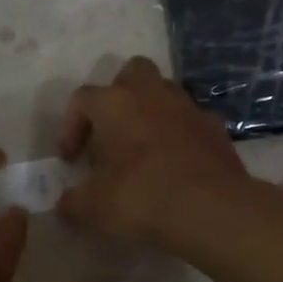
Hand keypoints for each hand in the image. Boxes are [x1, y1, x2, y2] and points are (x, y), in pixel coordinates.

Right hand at [55, 57, 252, 243]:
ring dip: (151, 112)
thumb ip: (72, 202)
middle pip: (131, 73)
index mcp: (115, 104)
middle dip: (119, 95)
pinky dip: (181, 134)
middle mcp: (151, 95)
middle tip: (112, 130)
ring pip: (165, 92)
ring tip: (144, 147)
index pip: (82, 99)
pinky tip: (177, 163)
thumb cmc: (141, 197)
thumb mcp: (93, 208)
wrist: (211, 208)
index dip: (70, 127)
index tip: (71, 160)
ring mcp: (189, 108)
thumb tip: (66, 203)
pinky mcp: (216, 128)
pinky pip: (192, 121)